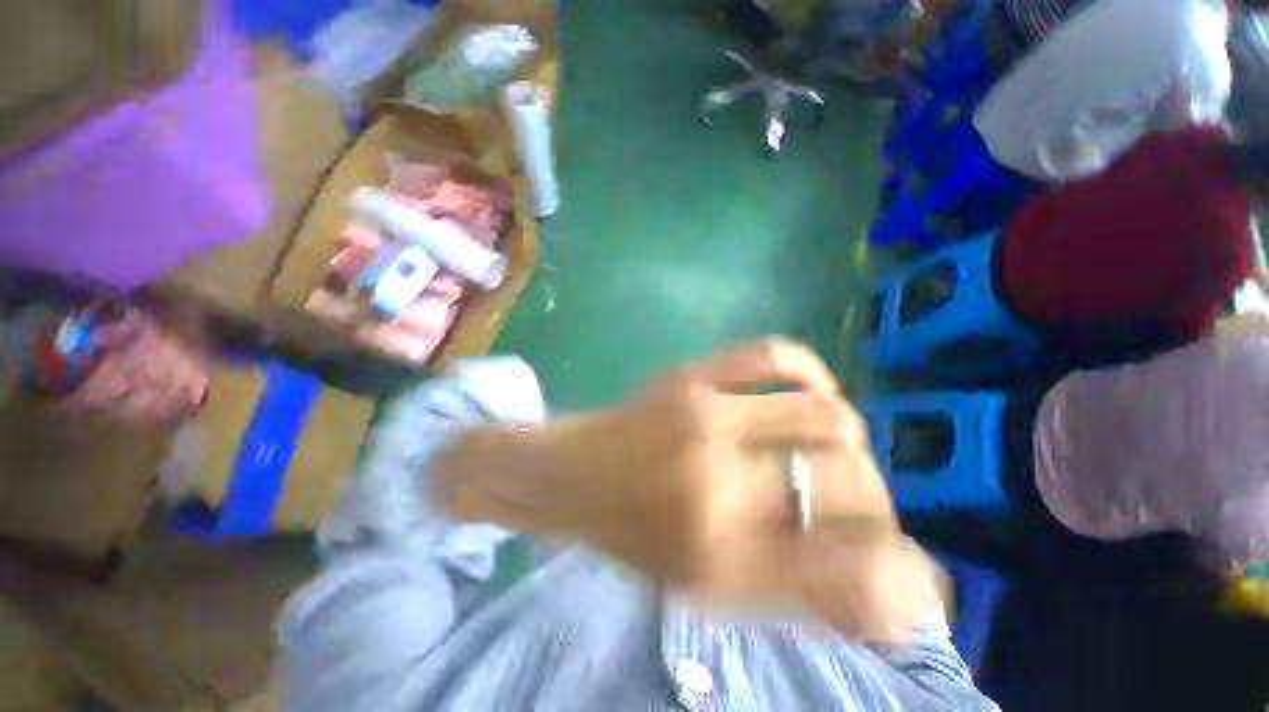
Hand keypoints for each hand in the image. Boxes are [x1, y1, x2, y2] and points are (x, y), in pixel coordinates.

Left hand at [439, 339, 942, 641]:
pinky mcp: (692, 372)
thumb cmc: (629, 535)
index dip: (902, 576)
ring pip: (827, 415)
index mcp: (718, 556)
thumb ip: (791, 591)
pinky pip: (777, 354)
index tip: (914, 577)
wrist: (570, 473)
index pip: (850, 569)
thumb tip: (882, 596)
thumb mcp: (703, 588)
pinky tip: (811, 393)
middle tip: (862, 508)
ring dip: (850, 440)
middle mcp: (720, 481)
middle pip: (850, 481)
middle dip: (876, 501)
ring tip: (835, 453)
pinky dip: (812, 373)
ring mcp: (706, 412)